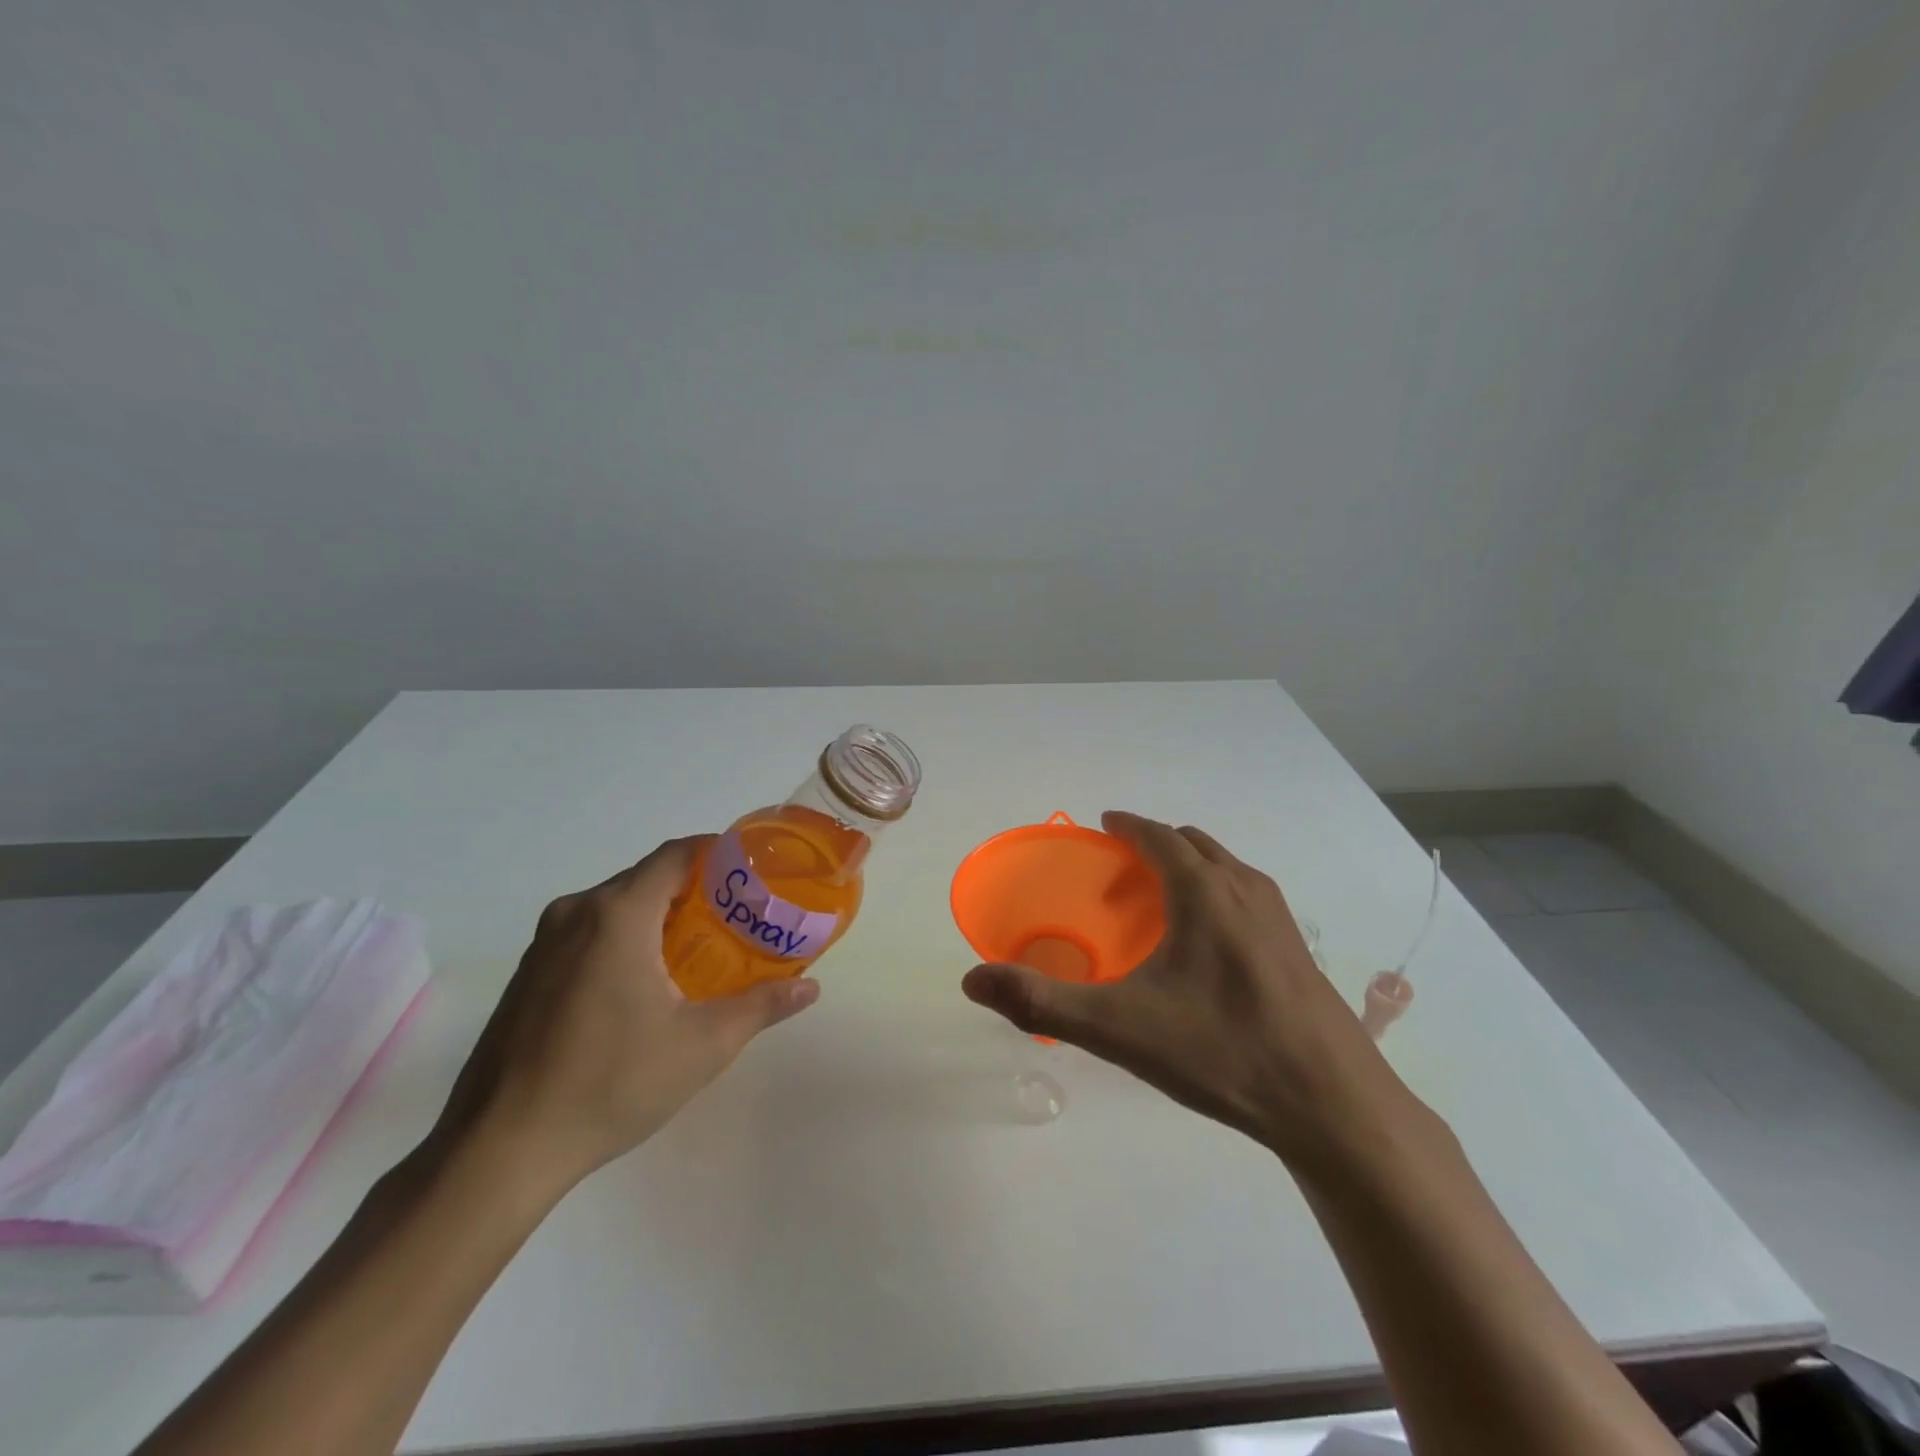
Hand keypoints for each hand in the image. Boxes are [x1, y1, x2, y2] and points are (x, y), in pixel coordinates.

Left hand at [430, 836, 818, 1198]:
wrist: (498, 1151)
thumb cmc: (610, 1083)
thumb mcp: (703, 1045)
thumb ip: (761, 1006)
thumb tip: (810, 988)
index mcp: (617, 914)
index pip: (676, 855)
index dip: (719, 853)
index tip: (755, 872)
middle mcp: (576, 913)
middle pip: (648, 877)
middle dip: (697, 889)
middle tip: (741, 915)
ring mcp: (544, 943)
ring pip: (617, 905)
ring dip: (661, 914)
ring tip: (703, 946)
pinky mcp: (529, 973)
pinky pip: (590, 932)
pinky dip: (628, 937)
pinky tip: (649, 981)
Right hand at [962, 812, 1415, 1170]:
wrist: (1331, 1105)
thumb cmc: (1220, 1051)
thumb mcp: (1119, 1029)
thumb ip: (1042, 1003)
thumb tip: (972, 980)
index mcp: (1203, 893)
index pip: (1159, 836)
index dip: (1129, 825)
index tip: (1105, 823)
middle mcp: (1244, 890)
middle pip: (1195, 844)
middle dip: (1156, 845)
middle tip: (1123, 872)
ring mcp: (1280, 919)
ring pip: (1227, 868)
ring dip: (1191, 867)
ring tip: (1164, 903)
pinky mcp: (1299, 951)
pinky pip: (1249, 897)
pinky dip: (1220, 894)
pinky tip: (1210, 948)